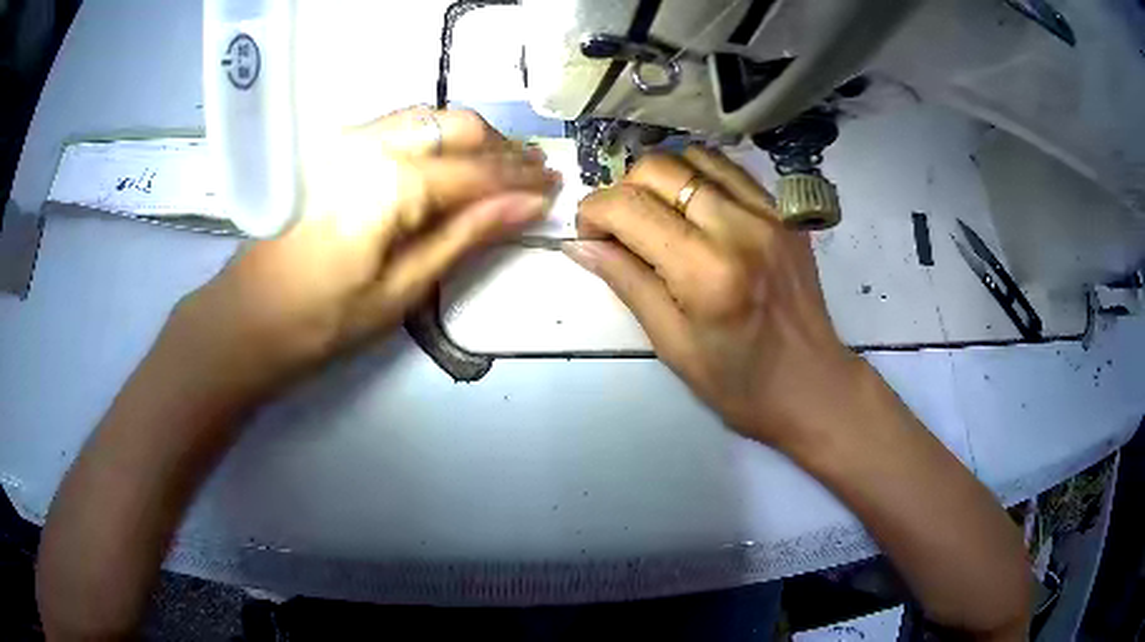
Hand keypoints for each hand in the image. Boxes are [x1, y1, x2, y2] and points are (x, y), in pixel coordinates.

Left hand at [171, 107, 557, 397]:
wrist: (247, 319)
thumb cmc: (323, 320)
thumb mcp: (401, 289)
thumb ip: (465, 236)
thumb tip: (526, 206)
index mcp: (391, 183)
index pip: (475, 170)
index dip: (519, 179)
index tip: (554, 187)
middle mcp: (371, 144)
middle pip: (456, 126)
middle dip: (501, 148)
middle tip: (534, 174)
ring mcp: (348, 140)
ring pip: (428, 118)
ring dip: (471, 138)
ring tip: (502, 166)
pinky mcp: (334, 148)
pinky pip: (400, 127)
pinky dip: (436, 137)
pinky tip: (450, 160)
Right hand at [565, 145, 866, 448]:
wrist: (813, 385)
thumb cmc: (739, 384)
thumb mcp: (672, 343)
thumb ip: (627, 282)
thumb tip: (579, 244)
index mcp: (706, 271)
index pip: (629, 207)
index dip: (593, 212)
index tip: (588, 234)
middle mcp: (739, 227)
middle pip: (659, 168)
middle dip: (622, 190)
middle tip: (619, 227)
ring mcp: (769, 213)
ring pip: (694, 157)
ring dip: (660, 178)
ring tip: (655, 214)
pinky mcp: (785, 212)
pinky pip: (730, 170)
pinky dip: (698, 177)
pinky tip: (693, 208)